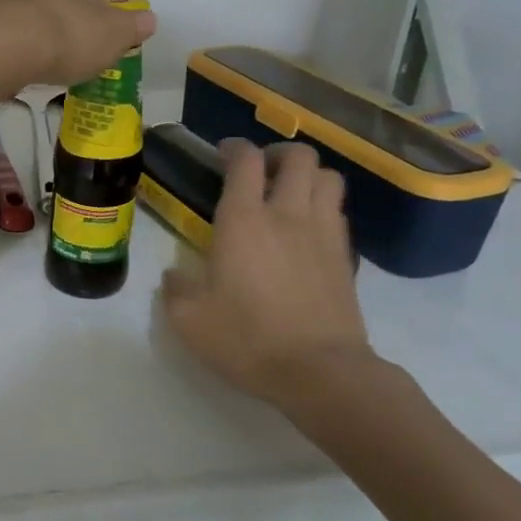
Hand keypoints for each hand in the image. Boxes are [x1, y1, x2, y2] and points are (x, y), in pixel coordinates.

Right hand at [161, 141, 373, 401]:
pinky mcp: (346, 257)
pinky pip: (339, 211)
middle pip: (298, 157)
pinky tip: (307, 228)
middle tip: (261, 169)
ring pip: (329, 177)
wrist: (320, 372)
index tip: (223, 153)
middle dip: (278, 153)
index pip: (245, 161)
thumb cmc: (248, 339)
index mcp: (243, 221)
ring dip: (308, 175)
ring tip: (289, 192)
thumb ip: (175, 290)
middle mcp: (287, 215)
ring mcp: (323, 233)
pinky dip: (323, 206)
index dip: (234, 148)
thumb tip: (174, 276)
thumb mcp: (189, 320)